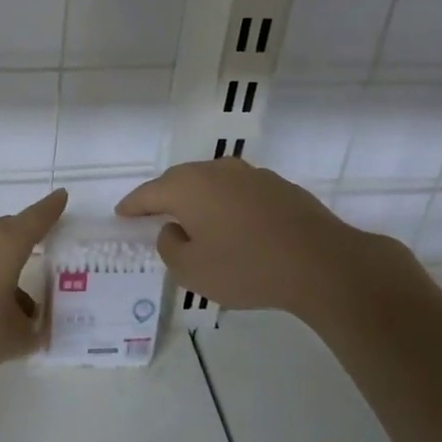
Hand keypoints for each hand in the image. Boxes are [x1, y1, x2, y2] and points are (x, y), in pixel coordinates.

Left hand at [0, 189, 68, 373]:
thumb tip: (37, 331)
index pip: (37, 219)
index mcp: (7, 244)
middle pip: (11, 230)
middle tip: (45, 250)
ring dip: (6, 269)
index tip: (62, 196)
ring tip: (22, 303)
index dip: (52, 209)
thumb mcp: (12, 338)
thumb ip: (32, 334)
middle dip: (28, 239)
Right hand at [117, 160, 417, 323]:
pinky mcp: (279, 187)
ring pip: (212, 183)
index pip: (149, 193)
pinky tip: (233, 225)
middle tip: (153, 215)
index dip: (132, 205)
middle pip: (180, 180)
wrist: (321, 262)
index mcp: (189, 186)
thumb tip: (173, 229)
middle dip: (164, 197)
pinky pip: (239, 192)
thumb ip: (170, 247)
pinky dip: (227, 205)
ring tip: (193, 220)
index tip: (120, 213)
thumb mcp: (192, 270)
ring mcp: (252, 175)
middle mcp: (217, 171)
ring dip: (199, 199)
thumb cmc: (246, 267)